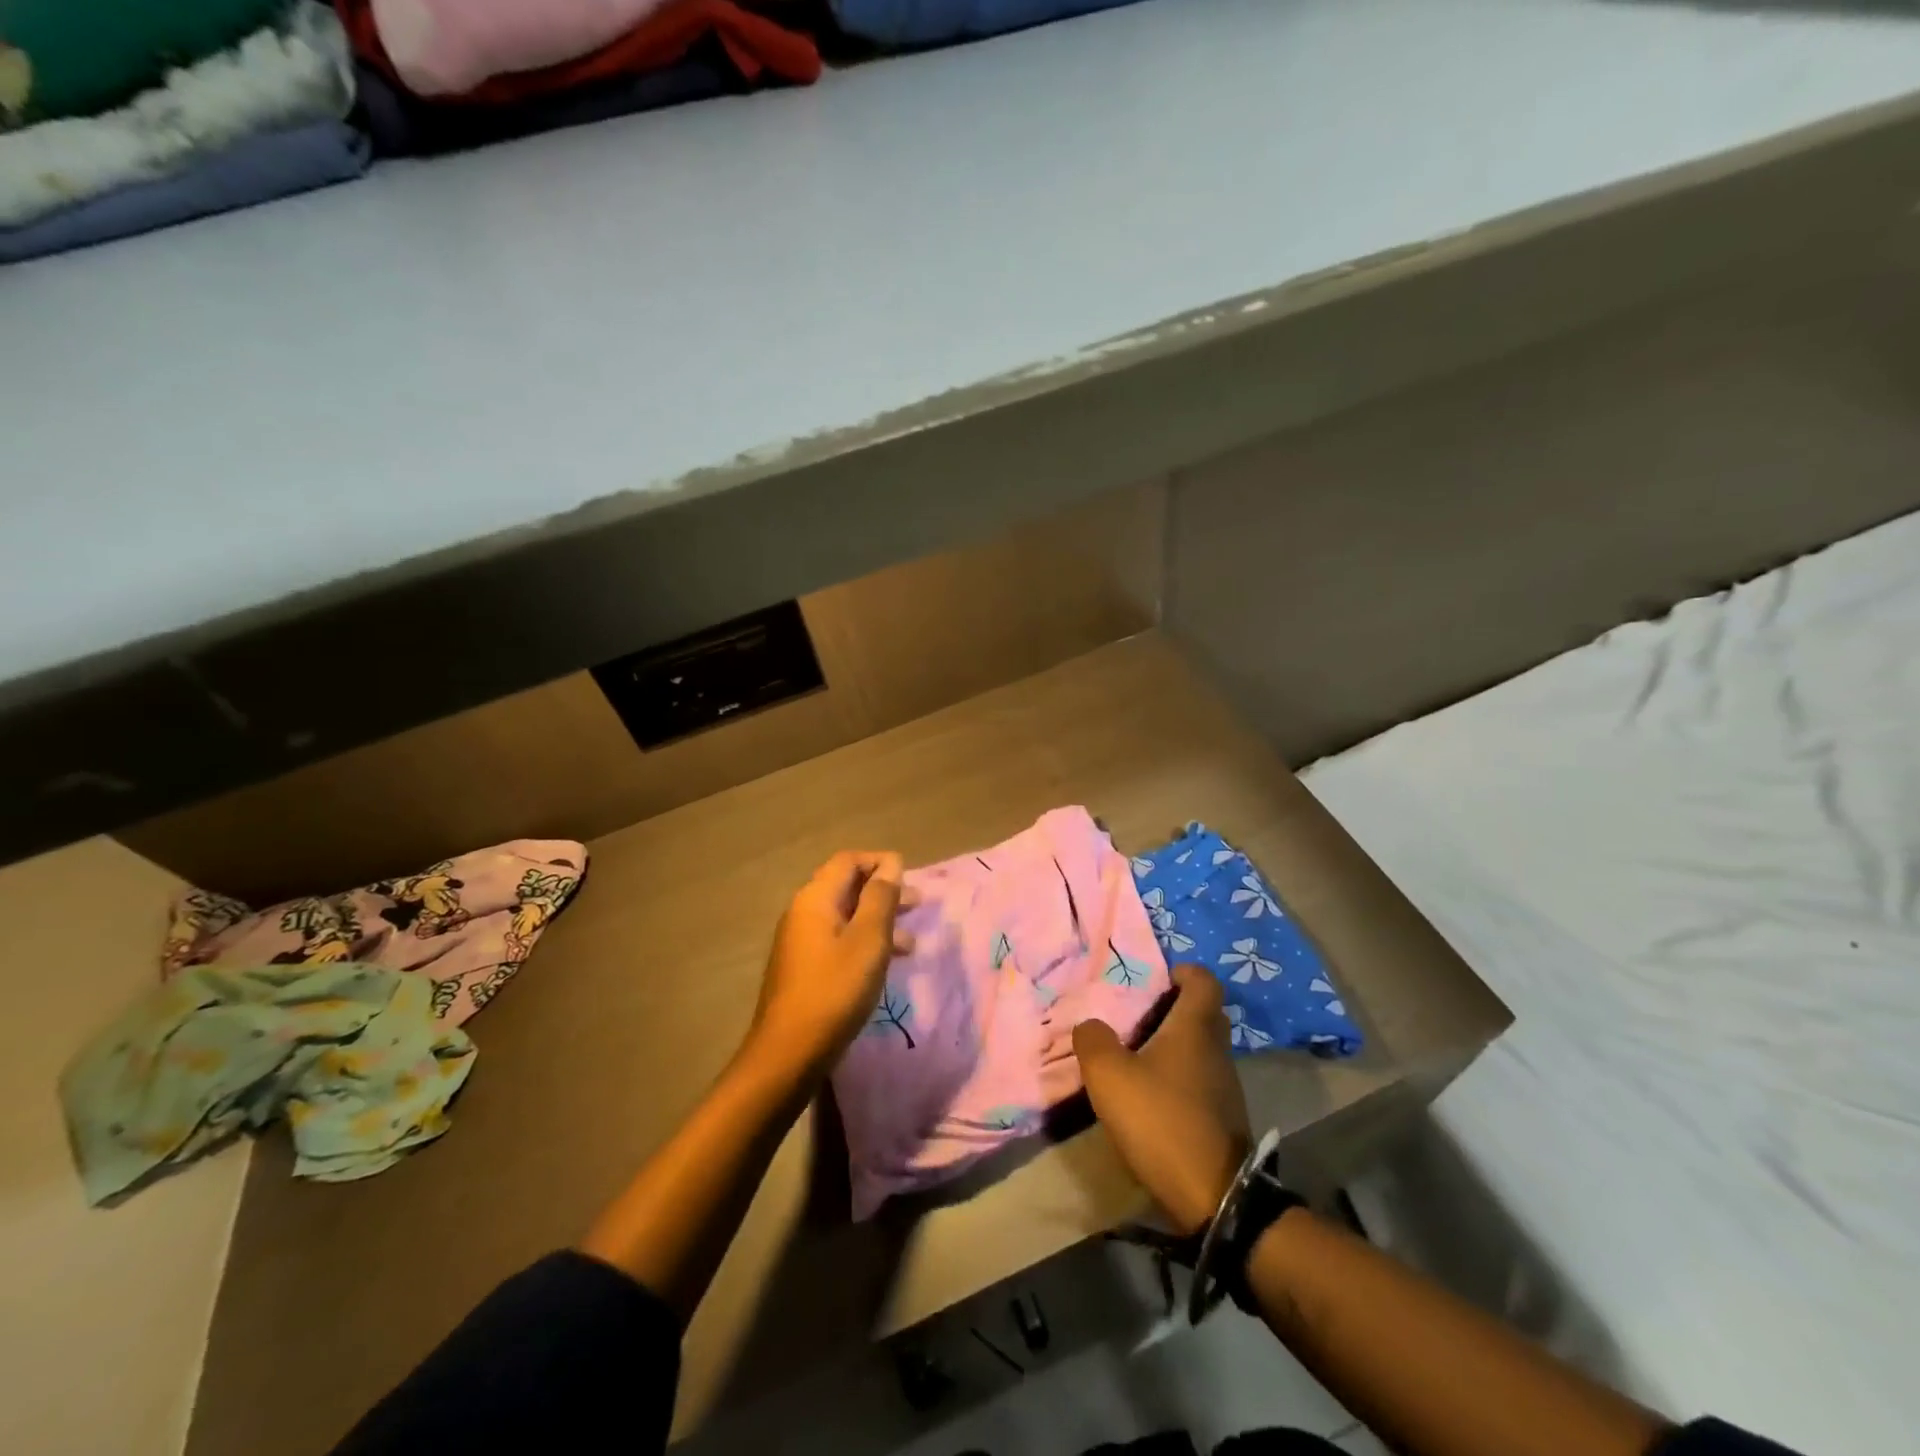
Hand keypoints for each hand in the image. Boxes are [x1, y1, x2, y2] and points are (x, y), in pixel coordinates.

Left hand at [747, 851, 917, 1077]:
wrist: (788, 1053)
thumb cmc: (834, 990)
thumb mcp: (868, 940)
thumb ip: (881, 897)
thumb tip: (890, 863)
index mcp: (815, 898)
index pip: (848, 861)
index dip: (880, 862)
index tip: (910, 876)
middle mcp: (804, 912)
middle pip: (847, 887)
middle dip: (884, 892)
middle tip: (919, 903)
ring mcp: (802, 942)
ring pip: (846, 917)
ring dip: (879, 921)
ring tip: (911, 941)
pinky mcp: (805, 968)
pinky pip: (840, 941)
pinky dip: (865, 943)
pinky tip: (886, 964)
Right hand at [1073, 965, 1250, 1235]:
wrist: (1214, 1197)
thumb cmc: (1161, 1120)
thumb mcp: (1110, 1076)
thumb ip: (1093, 1040)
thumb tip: (1090, 1025)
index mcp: (1195, 1028)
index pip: (1203, 980)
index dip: (1181, 972)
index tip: (1154, 981)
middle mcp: (1217, 1050)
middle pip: (1203, 1013)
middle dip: (1173, 1009)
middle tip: (1137, 1017)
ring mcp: (1225, 1086)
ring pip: (1201, 1049)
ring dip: (1174, 1046)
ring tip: (1136, 1057)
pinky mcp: (1223, 1118)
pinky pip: (1200, 1080)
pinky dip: (1179, 1078)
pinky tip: (1151, 1096)